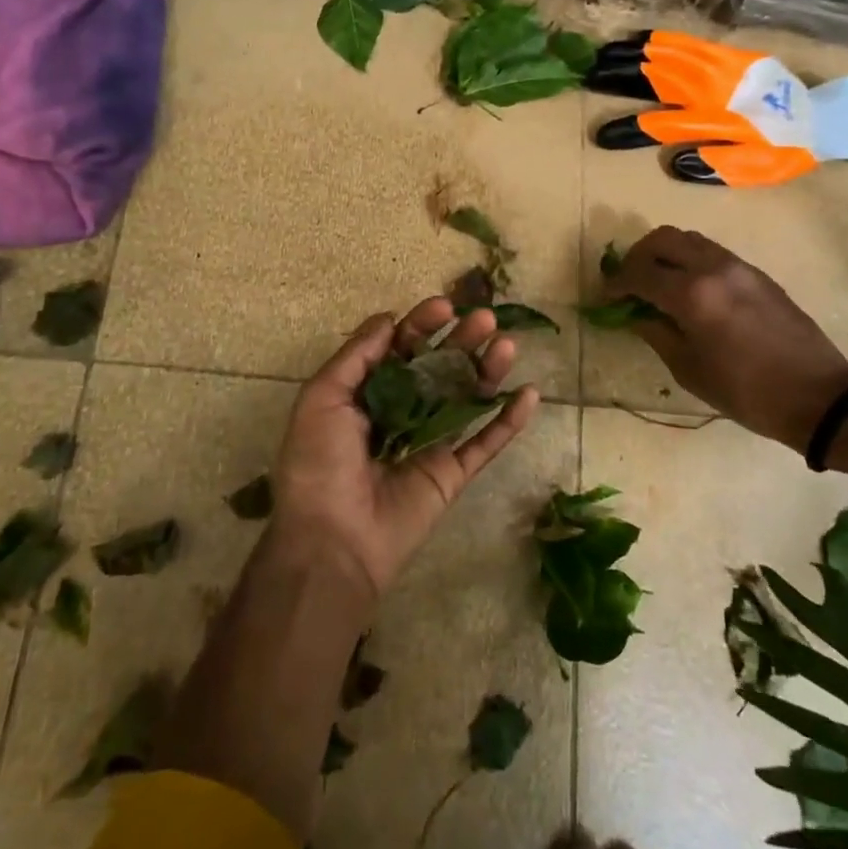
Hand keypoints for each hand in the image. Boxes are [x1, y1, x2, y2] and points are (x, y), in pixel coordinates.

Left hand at [270, 298, 539, 599]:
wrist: (331, 542)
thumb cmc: (319, 463)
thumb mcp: (322, 398)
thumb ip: (356, 356)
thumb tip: (387, 318)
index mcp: (366, 394)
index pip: (400, 350)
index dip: (421, 325)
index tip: (445, 306)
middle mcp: (399, 413)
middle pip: (438, 368)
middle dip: (460, 340)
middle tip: (486, 318)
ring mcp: (428, 444)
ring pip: (465, 399)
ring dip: (487, 371)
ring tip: (507, 345)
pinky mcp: (451, 475)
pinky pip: (484, 444)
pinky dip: (508, 421)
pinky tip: (528, 394)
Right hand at [608, 227, 847, 444]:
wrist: (818, 395)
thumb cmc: (746, 392)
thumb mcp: (689, 369)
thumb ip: (656, 333)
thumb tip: (634, 315)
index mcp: (691, 295)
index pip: (639, 273)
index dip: (616, 284)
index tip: (607, 297)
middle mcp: (712, 268)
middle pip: (662, 239)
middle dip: (638, 256)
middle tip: (630, 282)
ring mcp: (738, 266)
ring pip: (689, 239)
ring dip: (665, 254)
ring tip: (658, 282)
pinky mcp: (756, 274)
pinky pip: (712, 252)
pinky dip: (690, 260)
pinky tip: (691, 290)